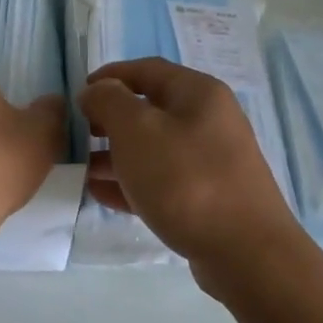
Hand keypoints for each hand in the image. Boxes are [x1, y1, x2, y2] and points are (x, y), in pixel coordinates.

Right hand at [80, 58, 306, 291]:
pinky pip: (160, 180)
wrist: (244, 252)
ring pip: (152, 148)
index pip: (146, 70)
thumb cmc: (185, 180)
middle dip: (109, 120)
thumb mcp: (137, 130)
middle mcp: (207, 121)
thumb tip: (96, 91)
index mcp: (197, 93)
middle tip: (77, 135)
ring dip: (114, 154)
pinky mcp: (205, 197)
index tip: (77, 95)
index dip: (108, 77)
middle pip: (149, 109)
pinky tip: (99, 194)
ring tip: (80, 169)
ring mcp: (209, 161)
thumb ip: (109, 102)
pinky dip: (130, 183)